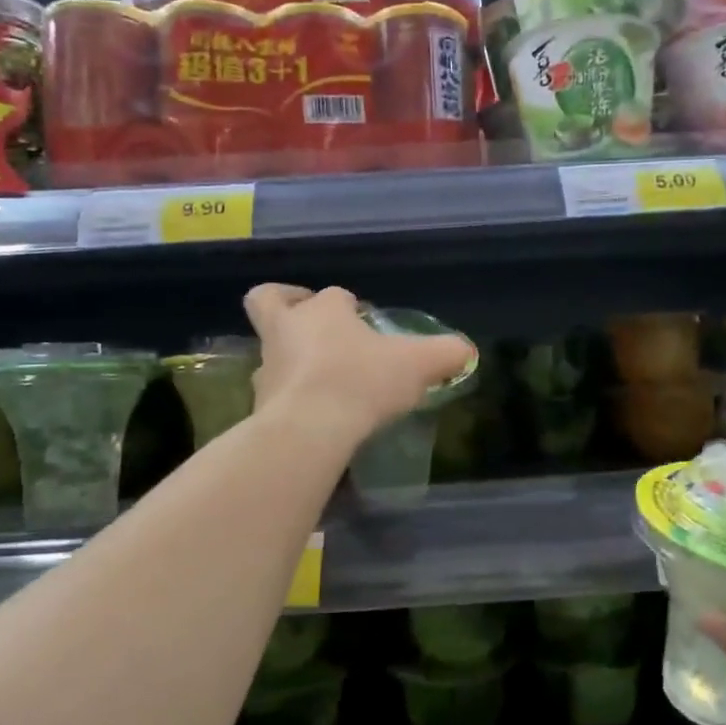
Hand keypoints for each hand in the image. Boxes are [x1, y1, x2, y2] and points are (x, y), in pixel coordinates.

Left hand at [243, 284, 473, 445]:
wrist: (309, 430)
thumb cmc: (362, 381)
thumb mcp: (418, 365)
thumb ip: (446, 354)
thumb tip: (467, 351)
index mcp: (323, 310)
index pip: (334, 295)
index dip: (348, 304)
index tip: (366, 322)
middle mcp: (287, 330)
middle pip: (269, 301)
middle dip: (286, 302)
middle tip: (310, 321)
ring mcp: (267, 367)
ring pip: (271, 349)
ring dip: (290, 356)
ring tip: (321, 378)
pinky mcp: (258, 404)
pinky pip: (273, 391)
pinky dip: (290, 396)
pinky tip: (313, 413)